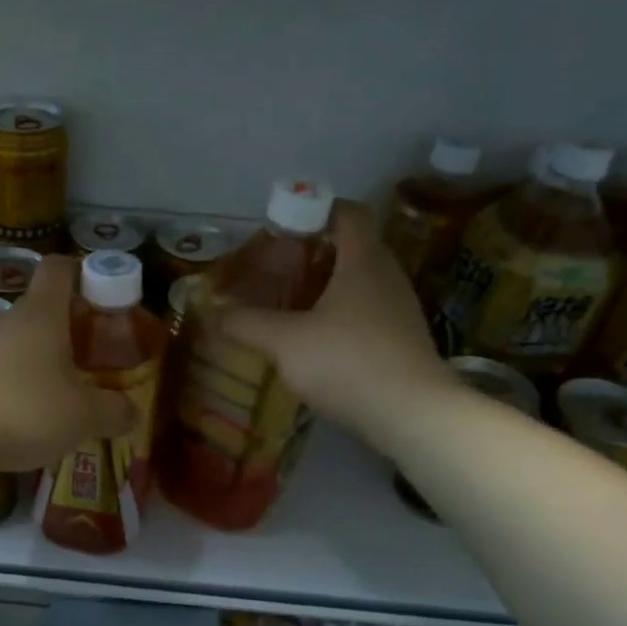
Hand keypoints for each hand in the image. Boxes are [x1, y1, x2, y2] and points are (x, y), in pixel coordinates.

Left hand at [0, 254, 136, 471]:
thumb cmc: (26, 409)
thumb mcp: (84, 415)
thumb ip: (114, 411)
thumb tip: (132, 412)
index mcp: (42, 314)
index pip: (58, 268)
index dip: (81, 270)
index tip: (101, 289)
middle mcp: (10, 322)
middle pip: (42, 307)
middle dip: (70, 325)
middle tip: (95, 352)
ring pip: (21, 341)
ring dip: (44, 357)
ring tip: (67, 390)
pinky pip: (1, 369)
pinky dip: (20, 383)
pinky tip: (30, 415)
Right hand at [217, 201, 453, 449]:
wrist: (413, 416)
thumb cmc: (347, 362)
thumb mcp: (284, 342)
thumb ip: (246, 323)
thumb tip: (213, 312)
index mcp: (363, 260)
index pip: (349, 212)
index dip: (316, 209)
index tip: (284, 226)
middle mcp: (387, 276)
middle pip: (353, 245)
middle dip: (314, 251)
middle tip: (278, 268)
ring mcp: (400, 309)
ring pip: (361, 280)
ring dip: (328, 284)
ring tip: (291, 303)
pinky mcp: (403, 339)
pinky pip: (369, 309)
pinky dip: (342, 312)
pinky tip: (317, 339)